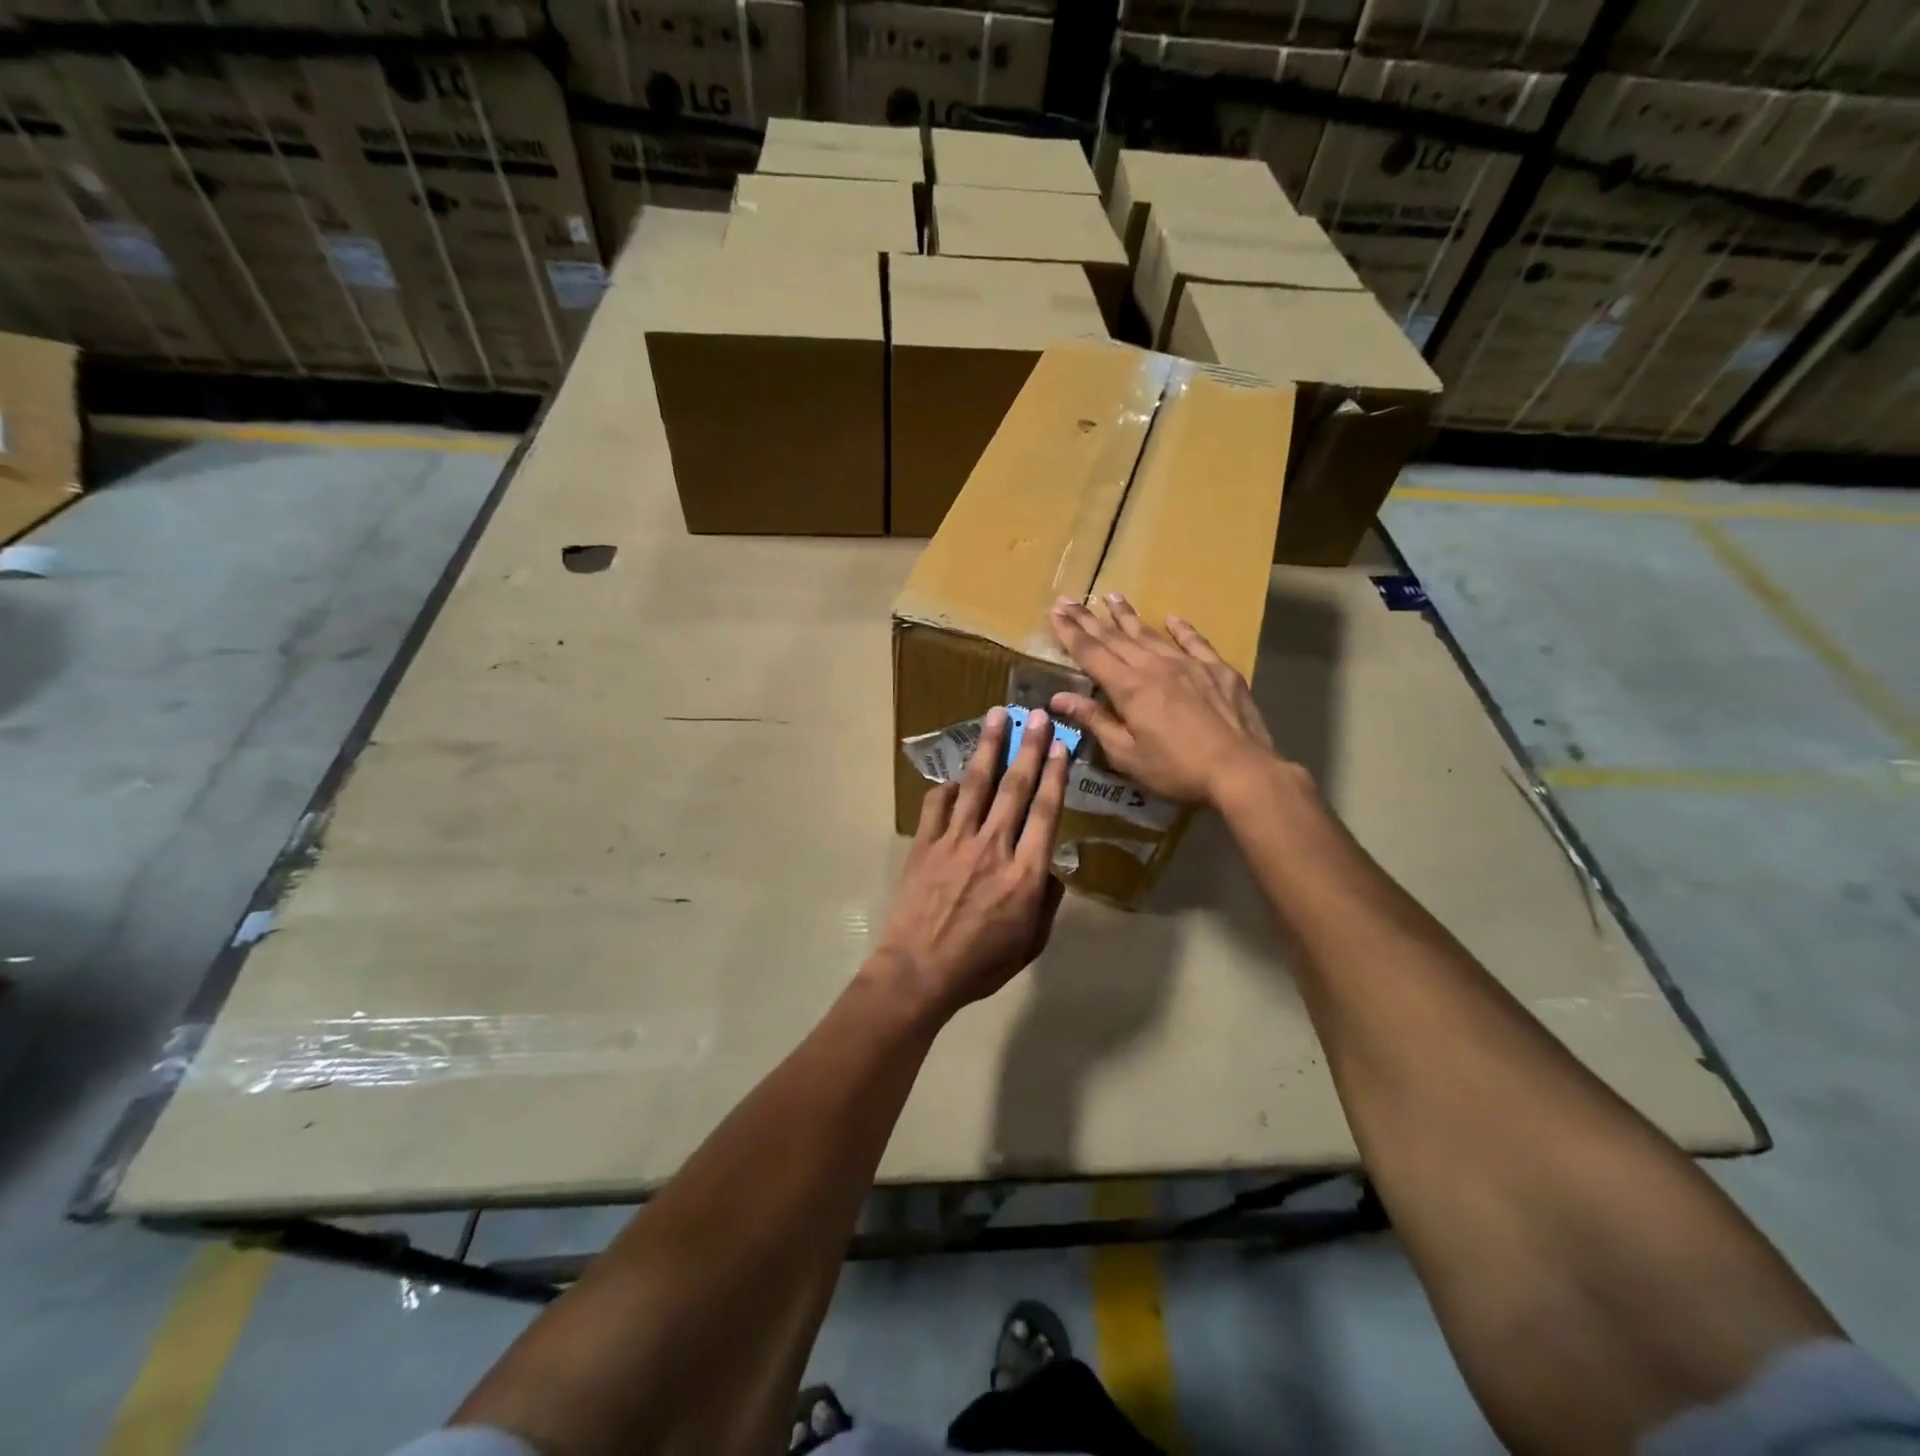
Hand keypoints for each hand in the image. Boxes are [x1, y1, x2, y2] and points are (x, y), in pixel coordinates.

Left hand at [874, 706, 1069, 1019]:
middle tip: (1037, 715)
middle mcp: (993, 846)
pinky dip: (948, 787)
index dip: (1056, 775)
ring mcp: (955, 841)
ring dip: (989, 747)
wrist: (919, 971)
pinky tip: (957, 778)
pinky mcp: (925, 843)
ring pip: (976, 784)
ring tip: (997, 716)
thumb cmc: (980, 964)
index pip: (1046, 812)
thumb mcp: (1030, 943)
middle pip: (1015, 787)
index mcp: (1024, 873)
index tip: (1061, 746)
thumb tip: (1049, 869)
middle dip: (1029, 747)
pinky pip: (938, 804)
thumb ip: (1046, 902)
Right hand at [1049, 593, 1282, 807]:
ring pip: (1151, 633)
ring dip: (1128, 615)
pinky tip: (1172, 618)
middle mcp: (1155, 666)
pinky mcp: (1218, 670)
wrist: (1239, 769)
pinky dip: (1181, 629)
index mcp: (1129, 688)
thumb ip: (1095, 721)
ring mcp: (1189, 664)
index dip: (1070, 633)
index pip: (1091, 653)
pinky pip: (1195, 642)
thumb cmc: (1176, 769)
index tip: (1055, 612)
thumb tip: (1059, 698)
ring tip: (1111, 596)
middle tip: (1069, 599)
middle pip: (1116, 637)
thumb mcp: (1126, 754)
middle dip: (1089, 619)